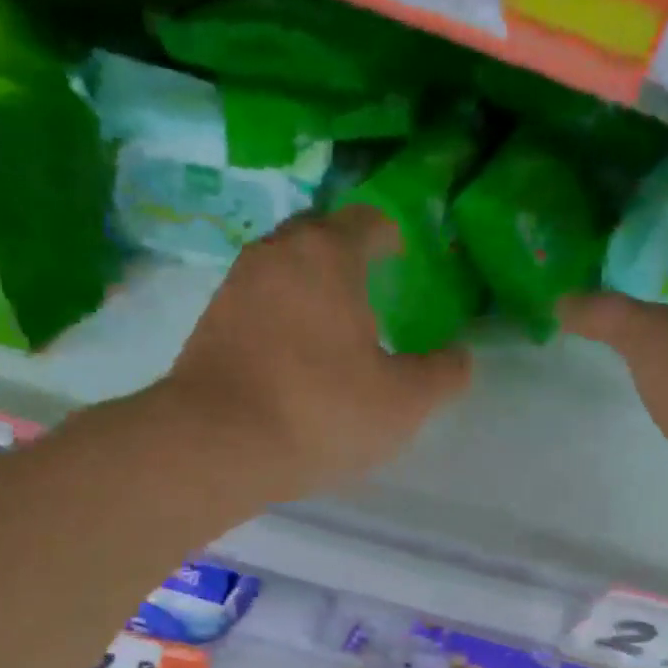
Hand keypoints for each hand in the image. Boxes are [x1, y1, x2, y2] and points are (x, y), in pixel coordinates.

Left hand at [162, 207, 471, 499]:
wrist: (216, 445)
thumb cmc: (320, 411)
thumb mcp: (403, 402)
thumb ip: (442, 375)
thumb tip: (459, 358)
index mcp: (327, 255)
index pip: (365, 222)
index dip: (388, 235)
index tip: (400, 253)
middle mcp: (275, 255)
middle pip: (315, 234)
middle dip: (343, 250)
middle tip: (366, 282)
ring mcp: (234, 288)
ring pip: (279, 269)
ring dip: (306, 283)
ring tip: (329, 320)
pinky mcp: (208, 326)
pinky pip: (254, 304)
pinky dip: (277, 315)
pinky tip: (290, 353)